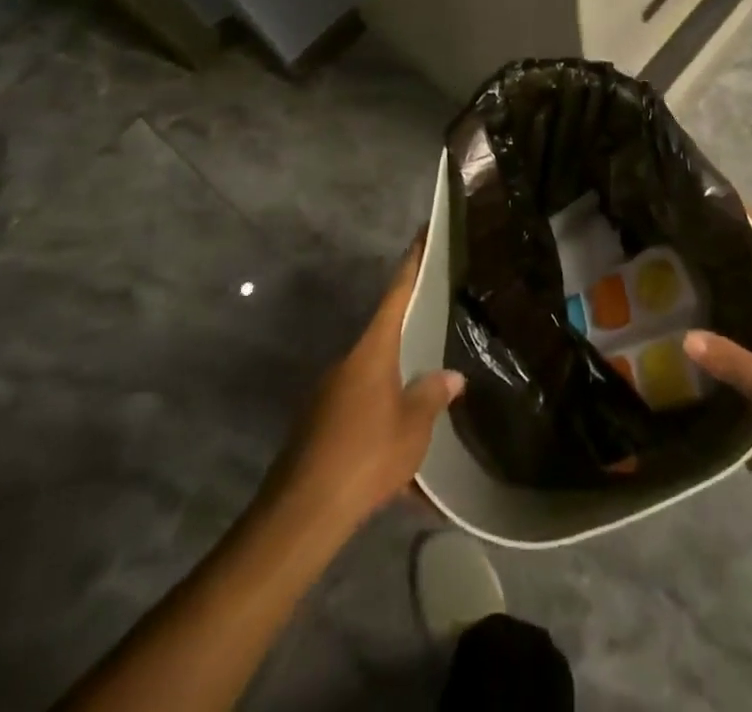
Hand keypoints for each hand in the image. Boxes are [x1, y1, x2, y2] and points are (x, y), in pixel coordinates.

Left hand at [272, 238, 464, 528]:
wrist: (301, 515)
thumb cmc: (365, 457)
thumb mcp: (413, 428)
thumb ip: (433, 397)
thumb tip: (451, 376)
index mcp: (371, 353)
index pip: (396, 296)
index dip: (411, 265)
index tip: (422, 235)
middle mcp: (346, 365)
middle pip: (384, 338)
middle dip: (410, 338)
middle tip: (439, 331)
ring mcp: (328, 396)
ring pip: (372, 380)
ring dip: (397, 389)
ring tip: (426, 406)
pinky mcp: (318, 427)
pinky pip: (360, 412)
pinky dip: (381, 423)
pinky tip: (399, 456)